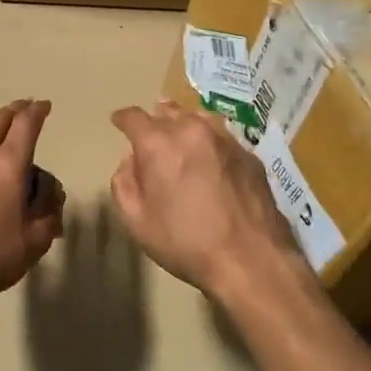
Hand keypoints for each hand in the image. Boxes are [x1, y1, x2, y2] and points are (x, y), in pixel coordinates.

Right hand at [108, 101, 304, 300]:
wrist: (251, 259)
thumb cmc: (185, 242)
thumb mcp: (136, 221)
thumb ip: (124, 183)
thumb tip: (130, 161)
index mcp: (158, 144)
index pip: (133, 117)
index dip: (123, 119)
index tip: (118, 122)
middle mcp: (191, 130)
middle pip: (168, 110)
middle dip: (156, 118)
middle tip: (151, 131)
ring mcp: (225, 139)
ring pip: (198, 118)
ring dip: (185, 123)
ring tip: (181, 134)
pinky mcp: (249, 154)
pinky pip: (222, 137)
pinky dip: (210, 141)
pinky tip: (211, 158)